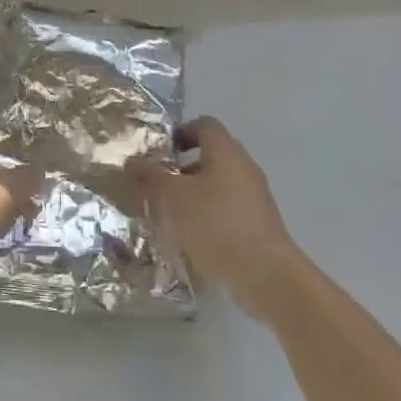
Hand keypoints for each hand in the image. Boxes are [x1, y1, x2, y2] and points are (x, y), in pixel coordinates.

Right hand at [131, 117, 294, 318]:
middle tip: (159, 184)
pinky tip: (192, 237)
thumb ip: (151, 177)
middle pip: (211, 155)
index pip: (204, 125)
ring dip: (194, 194)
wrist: (267, 276)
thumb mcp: (172, 197)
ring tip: (171, 215)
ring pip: (219, 185)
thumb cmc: (216, 224)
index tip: (160, 152)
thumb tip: (134, 161)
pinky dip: (209, 216)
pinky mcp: (259, 225)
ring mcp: (255, 198)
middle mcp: (244, 168)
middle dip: (182, 168)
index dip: (181, 132)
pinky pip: (228, 209)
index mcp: (225, 152)